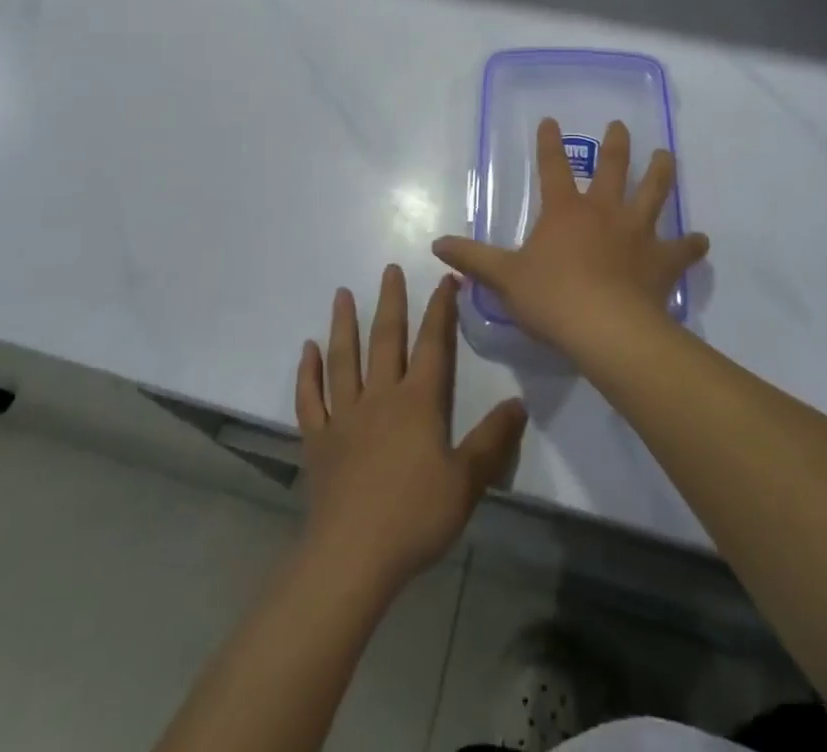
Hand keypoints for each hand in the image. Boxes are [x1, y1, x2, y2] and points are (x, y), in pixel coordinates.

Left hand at [296, 265, 526, 594]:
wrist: (352, 556)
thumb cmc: (415, 516)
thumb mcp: (467, 481)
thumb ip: (493, 441)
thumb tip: (519, 403)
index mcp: (418, 402)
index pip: (433, 344)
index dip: (441, 310)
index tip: (446, 279)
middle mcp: (380, 397)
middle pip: (385, 339)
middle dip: (391, 302)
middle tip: (389, 268)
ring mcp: (344, 416)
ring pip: (344, 359)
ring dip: (343, 324)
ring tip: (342, 294)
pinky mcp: (318, 440)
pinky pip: (310, 399)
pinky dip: (307, 373)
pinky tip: (307, 350)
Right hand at [432, 118, 709, 355]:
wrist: (605, 329)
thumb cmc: (551, 298)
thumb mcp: (504, 278)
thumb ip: (473, 258)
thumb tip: (436, 245)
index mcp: (565, 211)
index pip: (553, 167)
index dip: (549, 143)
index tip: (551, 121)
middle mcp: (604, 212)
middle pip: (612, 169)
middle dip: (615, 145)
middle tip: (620, 126)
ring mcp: (637, 233)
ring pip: (653, 194)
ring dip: (660, 174)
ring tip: (667, 156)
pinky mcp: (662, 261)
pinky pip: (681, 249)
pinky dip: (691, 245)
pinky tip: (701, 240)